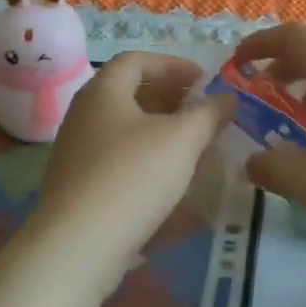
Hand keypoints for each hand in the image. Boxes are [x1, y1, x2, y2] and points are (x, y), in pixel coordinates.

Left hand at [34, 53, 234, 268]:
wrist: (78, 246)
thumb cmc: (133, 176)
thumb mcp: (182, 139)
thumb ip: (208, 114)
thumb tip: (228, 99)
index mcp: (103, 91)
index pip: (137, 60)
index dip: (173, 65)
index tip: (204, 80)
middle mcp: (84, 114)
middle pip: (130, 92)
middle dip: (170, 97)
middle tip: (203, 111)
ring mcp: (77, 151)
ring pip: (125, 127)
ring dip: (161, 129)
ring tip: (194, 144)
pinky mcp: (79, 185)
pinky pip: (118, 156)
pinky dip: (147, 155)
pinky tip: (170, 177)